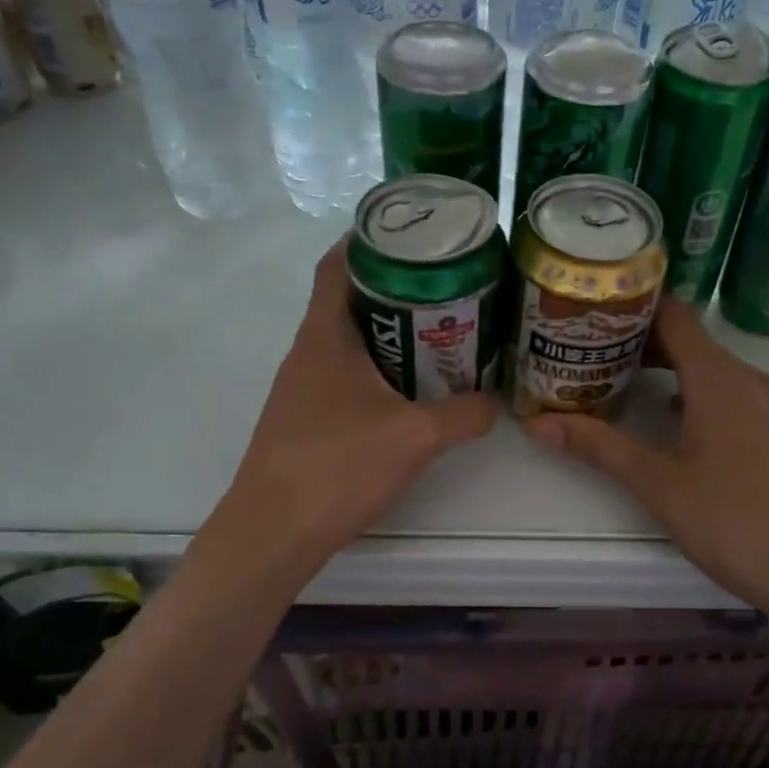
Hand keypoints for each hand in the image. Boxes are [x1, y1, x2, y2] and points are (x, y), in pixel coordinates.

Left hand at [216, 238, 497, 572]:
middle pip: (348, 298)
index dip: (370, 240)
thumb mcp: (415, 436)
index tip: (413, 235)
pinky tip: (409, 390)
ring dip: (388, 331)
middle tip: (445, 286)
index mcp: (325, 335)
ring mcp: (302, 387)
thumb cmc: (337, 466)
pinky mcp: (306, 419)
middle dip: (395, 286)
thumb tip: (496, 402)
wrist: (273, 532)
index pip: (338, 263)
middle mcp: (307, 351)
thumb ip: (463, 415)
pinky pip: (345, 375)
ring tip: (438, 332)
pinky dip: (378, 369)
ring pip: (348, 340)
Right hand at [524, 300, 768, 612]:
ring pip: (712, 367)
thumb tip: (537, 423)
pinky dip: (696, 391)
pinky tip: (672, 417)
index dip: (635, 308)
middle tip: (594, 351)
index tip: (594, 313)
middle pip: (691, 340)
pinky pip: (732, 391)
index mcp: (719, 378)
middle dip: (642, 341)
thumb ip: (598, 446)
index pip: (674, 316)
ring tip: (623, 380)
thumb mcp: (656, 482)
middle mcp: (749, 378)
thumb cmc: (731, 520)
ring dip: (669, 367)